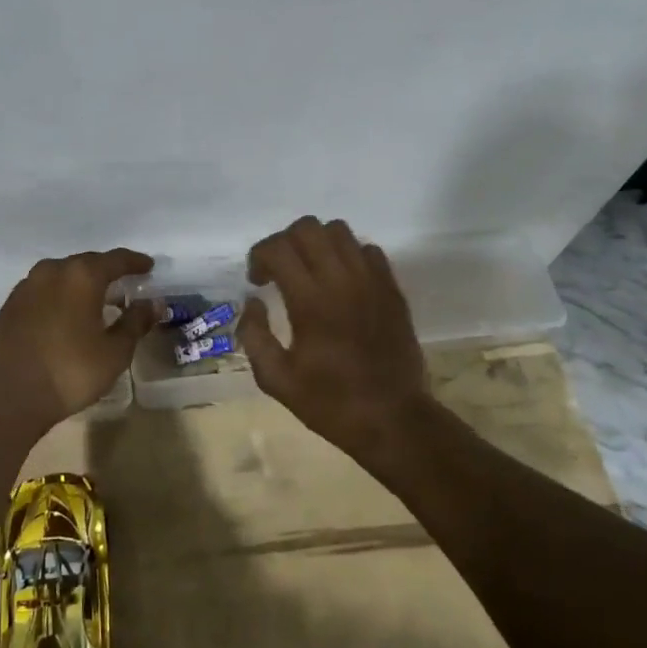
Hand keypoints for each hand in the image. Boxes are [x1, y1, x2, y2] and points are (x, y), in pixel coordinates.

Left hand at [0, 248, 157, 424]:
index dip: (135, 262)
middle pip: (87, 263)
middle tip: (124, 284)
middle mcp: (53, 270)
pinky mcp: (11, 304)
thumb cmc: (70, 371)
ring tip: (96, 299)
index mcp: (82, 275)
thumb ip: (136, 322)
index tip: (148, 267)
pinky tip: (67, 313)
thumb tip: (154, 304)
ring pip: (62, 275)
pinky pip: (44, 289)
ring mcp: (27, 285)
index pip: (116, 259)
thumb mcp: (114, 351)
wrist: (8, 394)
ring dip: (81, 283)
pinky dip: (60, 295)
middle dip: (107, 272)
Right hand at [239, 216, 429, 455]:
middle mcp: (342, 280)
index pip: (278, 248)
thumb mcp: (277, 380)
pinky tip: (341, 282)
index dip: (259, 256)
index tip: (257, 281)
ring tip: (310, 271)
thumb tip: (252, 302)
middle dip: (285, 242)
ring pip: (339, 231)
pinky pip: (368, 249)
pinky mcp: (392, 288)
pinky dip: (348, 255)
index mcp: (310, 301)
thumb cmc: (331, 403)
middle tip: (280, 271)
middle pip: (308, 227)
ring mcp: (372, 281)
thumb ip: (254, 335)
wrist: (394, 420)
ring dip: (316, 243)